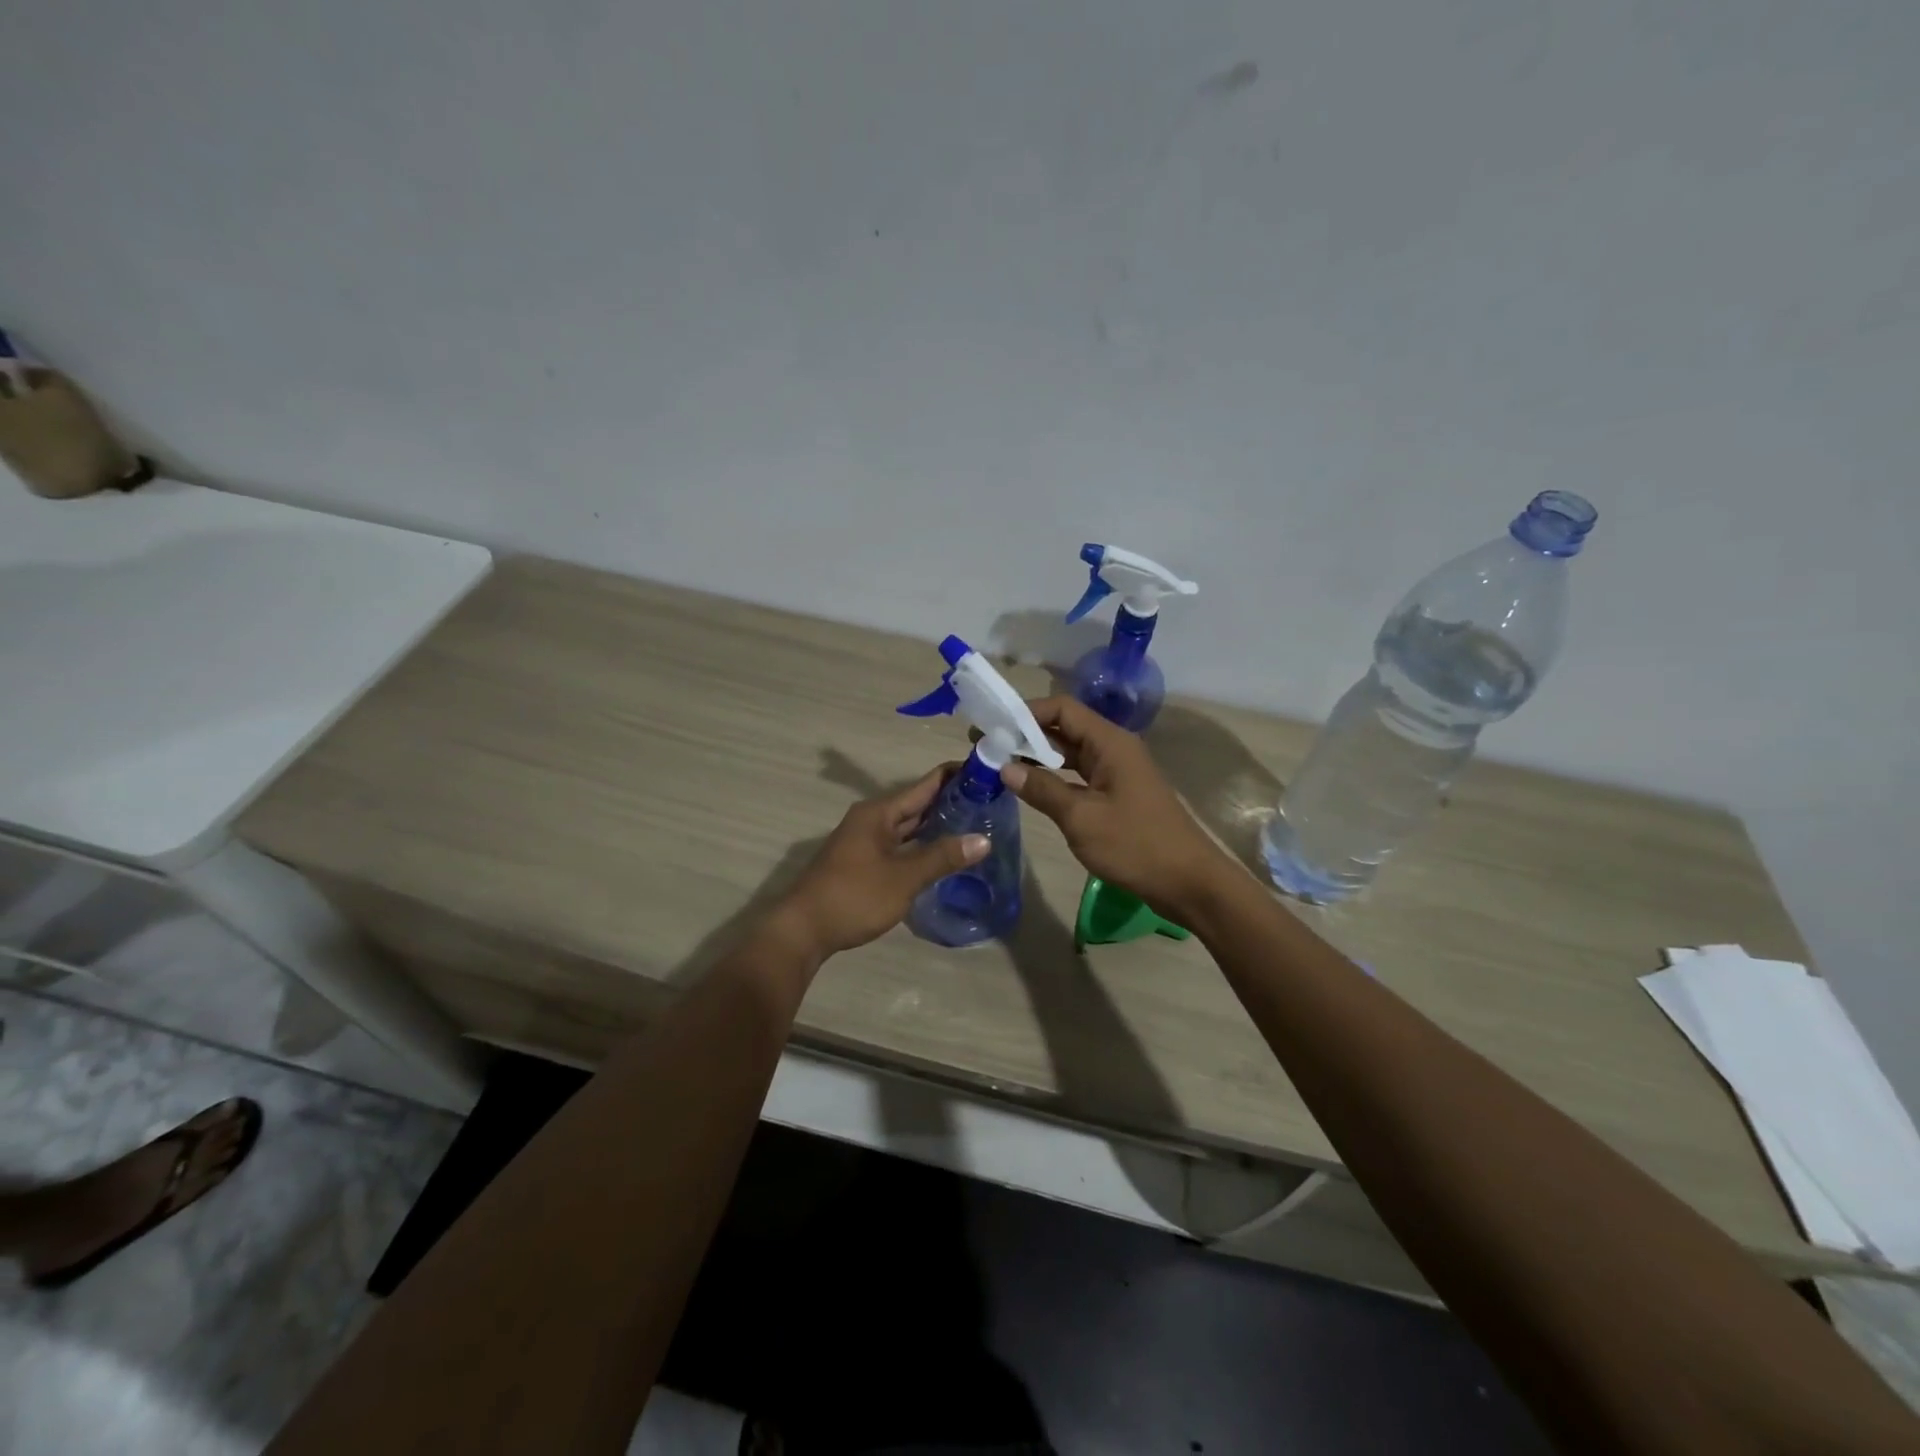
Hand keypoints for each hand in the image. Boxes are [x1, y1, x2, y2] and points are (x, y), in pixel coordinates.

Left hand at [770, 765, 989, 960]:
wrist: (803, 930)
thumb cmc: (854, 896)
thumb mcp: (903, 877)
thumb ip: (942, 857)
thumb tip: (983, 839)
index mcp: (879, 813)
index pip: (924, 785)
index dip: (953, 776)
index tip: (985, 770)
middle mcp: (871, 820)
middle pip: (916, 804)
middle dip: (949, 801)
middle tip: (989, 800)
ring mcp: (865, 842)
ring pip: (908, 827)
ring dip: (936, 825)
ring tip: (974, 824)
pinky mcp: (863, 863)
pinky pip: (900, 845)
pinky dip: (921, 845)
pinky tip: (942, 854)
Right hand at [1002, 696, 1230, 918]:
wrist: (1189, 882)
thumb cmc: (1135, 845)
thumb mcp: (1081, 818)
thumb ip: (1042, 789)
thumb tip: (1004, 767)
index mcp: (1110, 742)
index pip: (1062, 709)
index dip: (1025, 713)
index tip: (992, 725)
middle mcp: (1114, 748)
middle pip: (1065, 728)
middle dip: (1025, 734)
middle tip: (986, 746)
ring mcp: (1117, 772)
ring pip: (1070, 753)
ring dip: (1037, 757)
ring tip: (999, 764)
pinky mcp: (1117, 794)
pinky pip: (1079, 775)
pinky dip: (1053, 777)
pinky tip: (1030, 788)